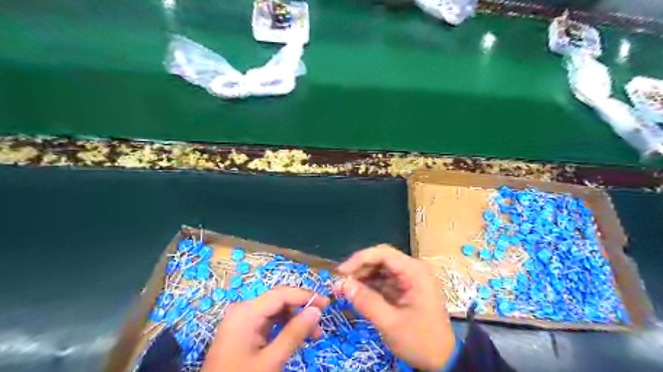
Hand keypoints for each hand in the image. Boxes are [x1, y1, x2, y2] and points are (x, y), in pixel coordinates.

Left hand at [200, 287, 326, 371]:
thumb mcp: (271, 360)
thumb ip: (294, 333)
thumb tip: (316, 311)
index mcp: (247, 312)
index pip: (282, 294)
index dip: (306, 296)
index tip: (327, 304)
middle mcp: (243, 310)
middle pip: (278, 300)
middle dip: (301, 308)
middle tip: (320, 322)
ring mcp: (241, 320)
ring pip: (275, 310)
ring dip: (294, 319)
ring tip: (313, 335)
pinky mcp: (242, 330)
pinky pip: (267, 321)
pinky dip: (283, 327)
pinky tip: (295, 336)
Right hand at [335, 246, 453, 370]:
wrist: (443, 360)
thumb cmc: (421, 341)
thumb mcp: (391, 324)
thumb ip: (367, 302)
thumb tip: (342, 285)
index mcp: (414, 272)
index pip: (383, 254)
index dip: (359, 259)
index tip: (341, 272)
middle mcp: (412, 270)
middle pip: (381, 259)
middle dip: (359, 269)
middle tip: (340, 283)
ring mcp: (409, 279)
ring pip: (380, 269)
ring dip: (362, 277)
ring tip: (345, 289)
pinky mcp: (405, 289)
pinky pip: (383, 281)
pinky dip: (369, 286)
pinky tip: (357, 294)